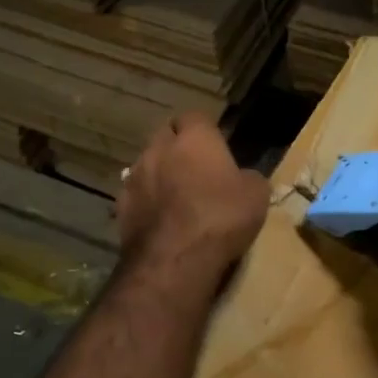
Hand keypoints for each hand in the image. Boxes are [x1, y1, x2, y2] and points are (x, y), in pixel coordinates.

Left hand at [117, 113, 268, 276]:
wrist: (175, 260)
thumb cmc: (221, 218)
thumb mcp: (256, 196)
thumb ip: (249, 177)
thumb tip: (243, 178)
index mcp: (194, 138)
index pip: (195, 116)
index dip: (205, 130)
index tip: (217, 146)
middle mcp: (159, 149)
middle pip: (166, 136)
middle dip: (178, 147)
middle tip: (197, 169)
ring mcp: (135, 177)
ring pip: (147, 165)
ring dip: (160, 174)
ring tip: (176, 197)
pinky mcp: (121, 207)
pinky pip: (136, 195)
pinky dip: (147, 202)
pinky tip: (160, 221)